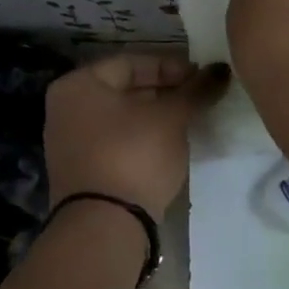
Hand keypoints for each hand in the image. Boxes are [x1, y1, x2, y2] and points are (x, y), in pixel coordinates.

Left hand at [44, 54, 227, 215]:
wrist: (105, 225)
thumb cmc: (134, 156)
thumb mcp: (171, 118)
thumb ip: (196, 91)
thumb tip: (222, 69)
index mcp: (78, 85)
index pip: (132, 62)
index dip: (171, 67)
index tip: (202, 79)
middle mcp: (66, 110)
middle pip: (125, 90)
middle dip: (165, 93)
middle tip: (200, 100)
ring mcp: (71, 144)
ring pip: (123, 119)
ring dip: (157, 118)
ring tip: (190, 123)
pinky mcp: (83, 173)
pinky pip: (118, 145)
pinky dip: (143, 141)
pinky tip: (169, 149)